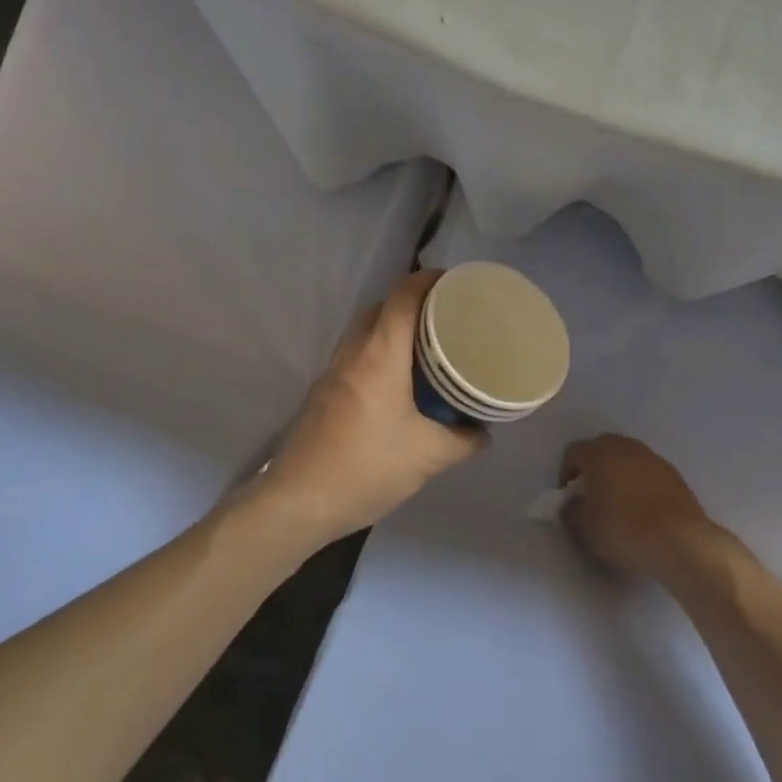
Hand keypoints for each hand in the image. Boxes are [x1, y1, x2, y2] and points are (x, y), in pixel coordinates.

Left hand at [255, 269, 486, 545]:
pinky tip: (398, 384)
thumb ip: (463, 441)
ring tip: (427, 350)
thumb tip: (483, 432)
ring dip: (393, 330)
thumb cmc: (366, 467)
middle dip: (413, 304)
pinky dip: (379, 354)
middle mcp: (353, 353)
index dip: (429, 280)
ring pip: (365, 332)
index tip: (456, 283)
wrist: (297, 501)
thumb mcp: (428, 456)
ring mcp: (332, 372)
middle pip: (382, 308)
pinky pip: (356, 357)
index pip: (403, 295)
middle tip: (447, 319)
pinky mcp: (322, 393)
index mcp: (379, 354)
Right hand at [558, 434, 714, 577]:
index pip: (573, 453)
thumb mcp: (585, 527)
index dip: (566, 474)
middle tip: (592, 498)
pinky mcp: (674, 474)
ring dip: (619, 476)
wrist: (680, 540)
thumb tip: (571, 506)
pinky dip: (641, 485)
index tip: (569, 499)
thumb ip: (571, 511)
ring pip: (627, 460)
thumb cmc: (623, 529)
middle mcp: (625, 446)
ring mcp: (653, 458)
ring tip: (620, 506)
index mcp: (598, 452)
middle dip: (593, 470)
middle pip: (601, 450)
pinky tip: (644, 511)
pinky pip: (648, 474)